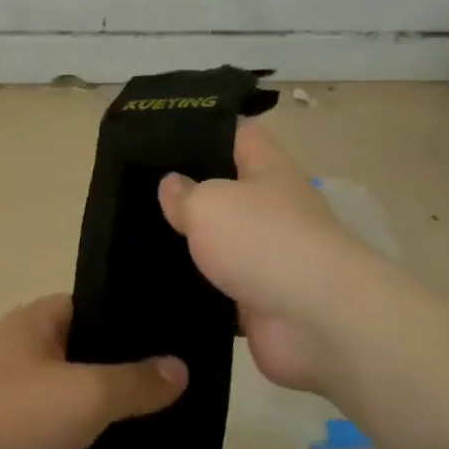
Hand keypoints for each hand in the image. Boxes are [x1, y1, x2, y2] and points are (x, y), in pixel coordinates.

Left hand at [0, 296, 187, 448]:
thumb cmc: (10, 416)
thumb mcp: (85, 394)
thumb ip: (134, 382)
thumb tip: (179, 367)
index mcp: (36, 322)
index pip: (93, 304)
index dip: (132, 317)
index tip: (175, 338)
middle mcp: (20, 348)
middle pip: (82, 349)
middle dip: (123, 367)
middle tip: (176, 387)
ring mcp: (5, 393)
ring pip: (66, 391)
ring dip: (100, 406)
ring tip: (155, 422)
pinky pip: (49, 428)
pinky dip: (76, 437)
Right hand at [158, 120, 349, 393]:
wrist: (317, 320)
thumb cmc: (264, 241)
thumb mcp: (209, 203)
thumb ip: (183, 194)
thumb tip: (171, 185)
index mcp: (268, 170)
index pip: (237, 133)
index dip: (202, 128)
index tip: (159, 131)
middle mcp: (271, 209)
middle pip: (224, 190)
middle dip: (184, 191)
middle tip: (131, 188)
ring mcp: (268, 257)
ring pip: (217, 243)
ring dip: (185, 245)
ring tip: (132, 236)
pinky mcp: (259, 301)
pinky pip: (217, 290)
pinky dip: (192, 291)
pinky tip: (152, 284)